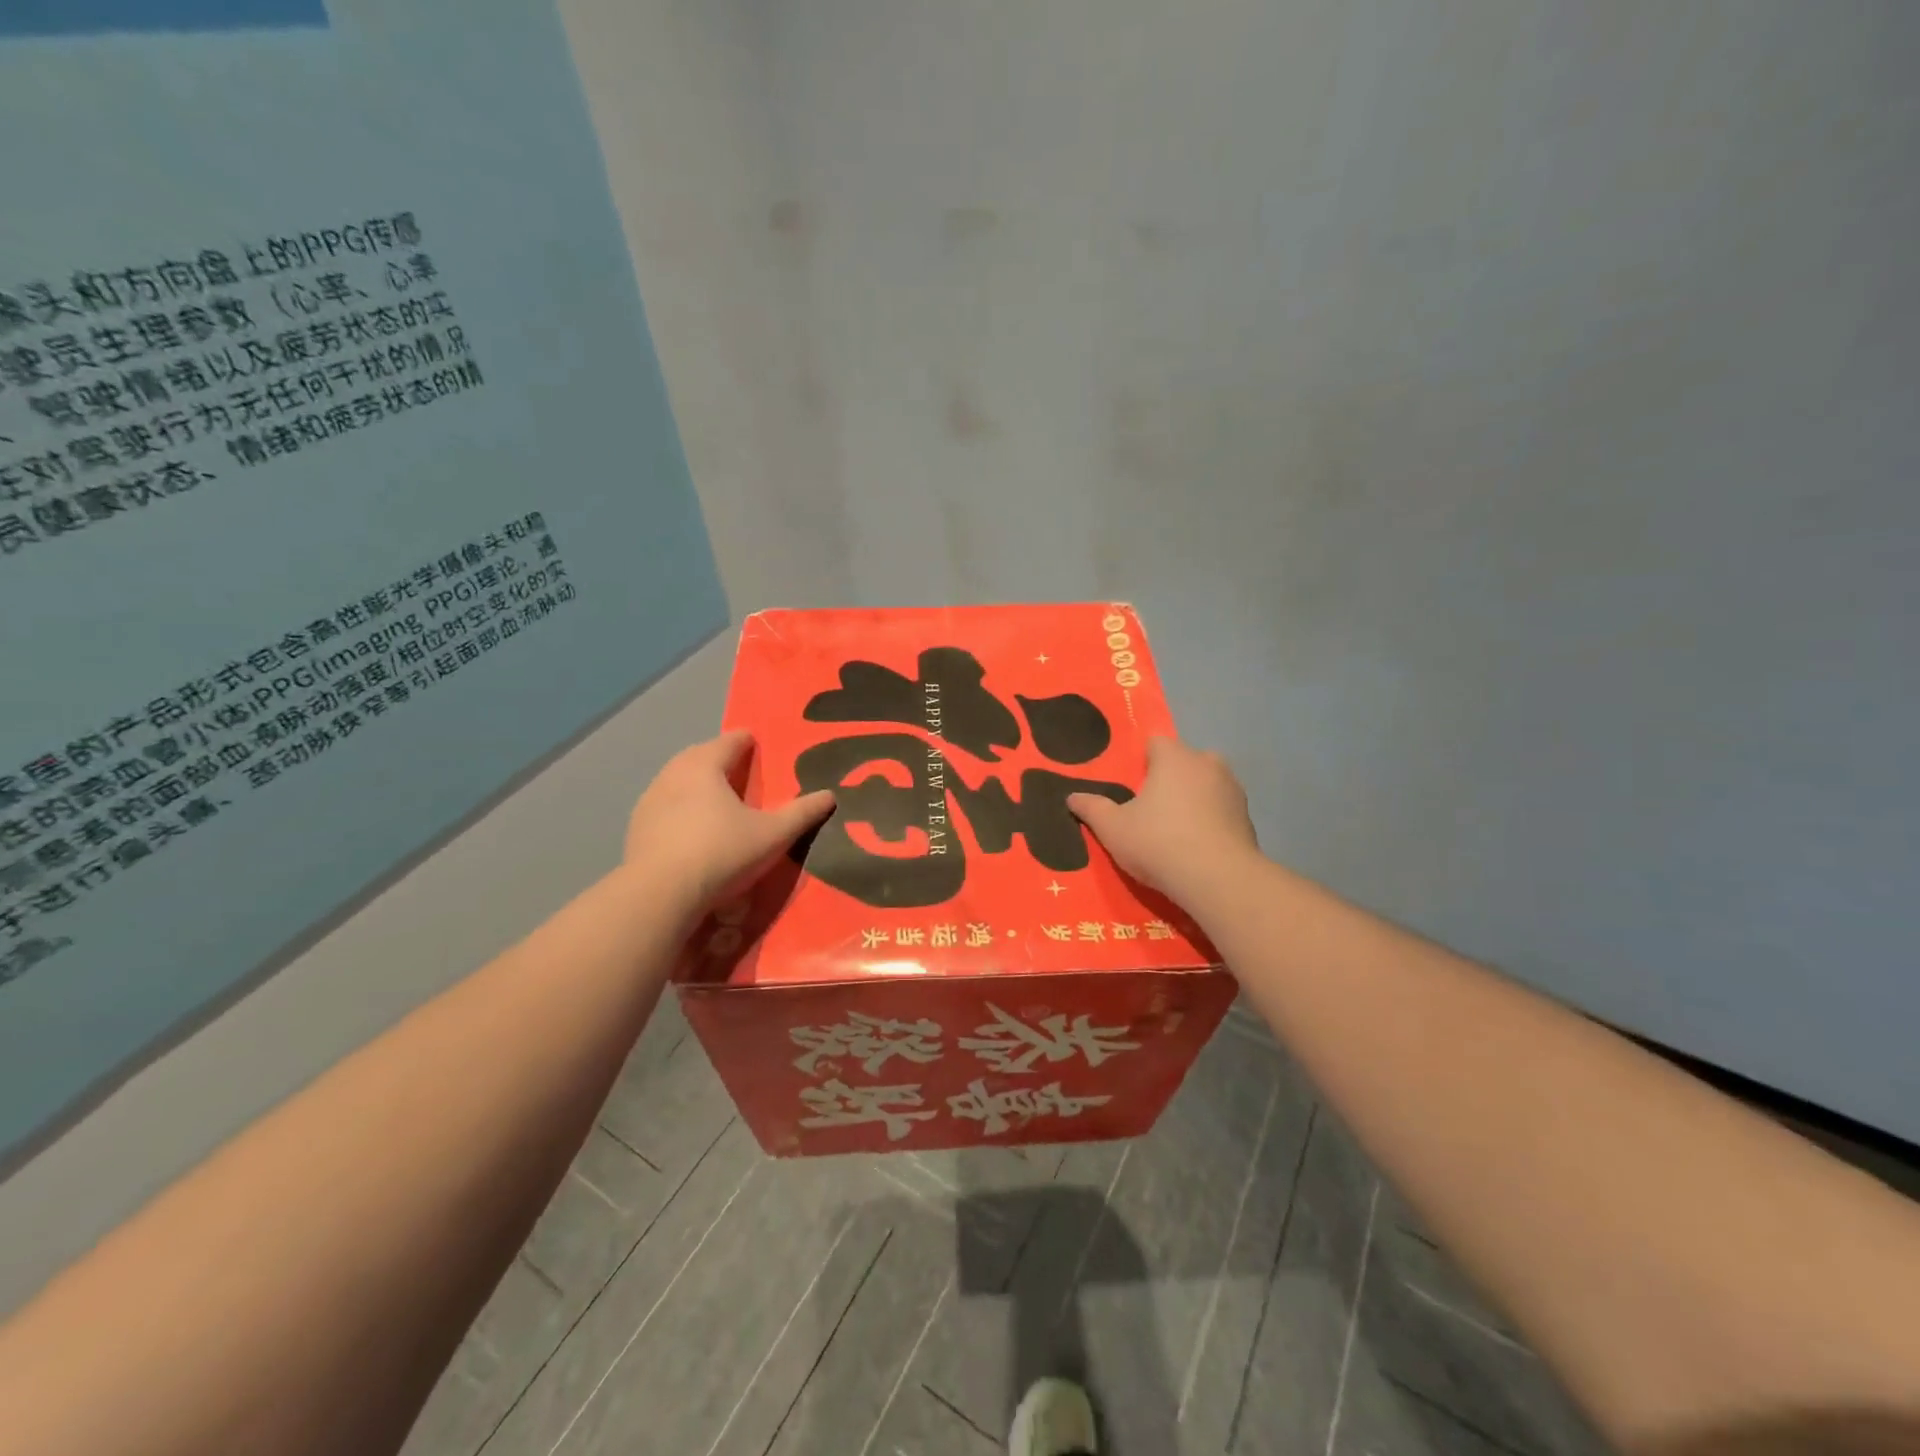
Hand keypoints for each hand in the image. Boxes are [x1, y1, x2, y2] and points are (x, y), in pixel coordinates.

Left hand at [624, 730, 834, 912]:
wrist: (661, 895)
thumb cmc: (722, 852)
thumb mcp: (773, 835)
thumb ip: (802, 813)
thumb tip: (830, 795)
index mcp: (705, 765)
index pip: (729, 741)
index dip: (746, 741)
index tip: (757, 744)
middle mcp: (673, 773)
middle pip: (700, 756)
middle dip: (719, 759)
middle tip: (739, 770)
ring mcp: (650, 800)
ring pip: (678, 780)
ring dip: (696, 784)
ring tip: (716, 799)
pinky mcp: (636, 828)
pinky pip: (664, 807)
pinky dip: (680, 809)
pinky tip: (691, 829)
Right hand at [1067, 736, 1256, 904]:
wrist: (1218, 880)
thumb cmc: (1159, 842)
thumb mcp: (1113, 829)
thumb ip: (1092, 809)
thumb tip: (1072, 797)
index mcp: (1174, 757)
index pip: (1155, 742)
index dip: (1142, 761)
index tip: (1131, 786)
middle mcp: (1207, 763)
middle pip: (1184, 761)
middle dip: (1170, 778)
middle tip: (1151, 808)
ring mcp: (1233, 789)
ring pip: (1206, 784)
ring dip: (1193, 798)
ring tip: (1175, 829)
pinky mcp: (1248, 818)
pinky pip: (1221, 810)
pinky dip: (1211, 820)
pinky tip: (1197, 846)